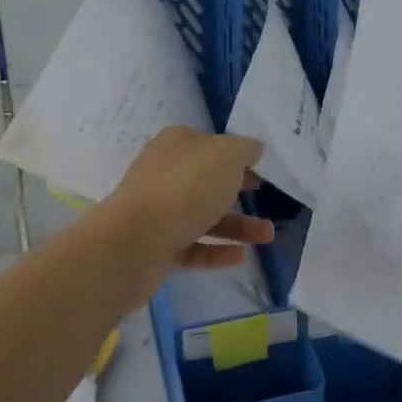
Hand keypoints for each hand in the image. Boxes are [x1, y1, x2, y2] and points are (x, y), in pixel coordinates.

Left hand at [105, 127, 275, 269]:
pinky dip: (216, 250)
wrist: (134, 242)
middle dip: (238, 190)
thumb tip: (252, 149)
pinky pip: (193, 246)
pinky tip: (241, 256)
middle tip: (266, 198)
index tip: (262, 169)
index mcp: (176, 145)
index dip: (236, 155)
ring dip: (236, 225)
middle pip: (206, 180)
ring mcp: (158, 211)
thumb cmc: (185, 187)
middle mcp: (164, 174)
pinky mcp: (156, 246)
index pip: (210, 144)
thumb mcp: (226, 155)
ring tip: (267, 235)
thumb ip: (245, 149)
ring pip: (203, 216)